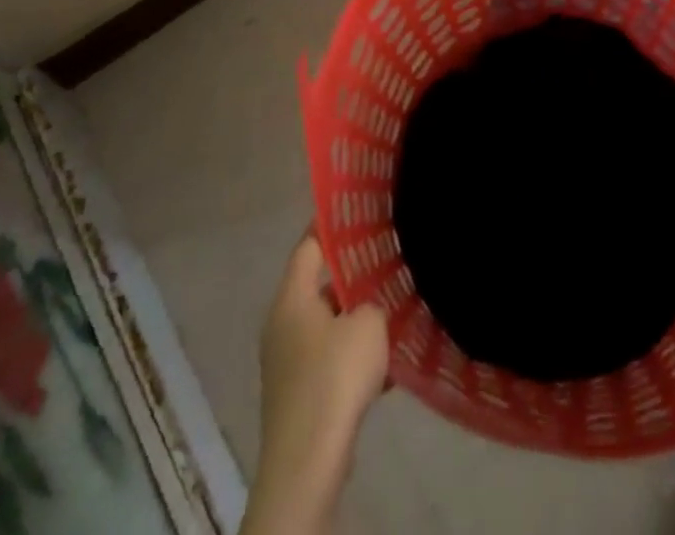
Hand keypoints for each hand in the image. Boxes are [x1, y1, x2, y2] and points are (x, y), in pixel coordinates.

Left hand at [245, 234, 388, 531]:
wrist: (307, 462)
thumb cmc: (334, 377)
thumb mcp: (368, 324)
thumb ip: (372, 303)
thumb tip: (369, 307)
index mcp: (291, 298)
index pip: (308, 246)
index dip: (332, 227)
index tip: (359, 212)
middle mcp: (282, 324)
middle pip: (318, 285)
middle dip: (352, 275)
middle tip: (387, 260)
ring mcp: (286, 362)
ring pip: (326, 324)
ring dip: (355, 319)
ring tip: (392, 308)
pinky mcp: (298, 393)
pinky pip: (328, 358)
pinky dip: (352, 354)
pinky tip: (385, 361)